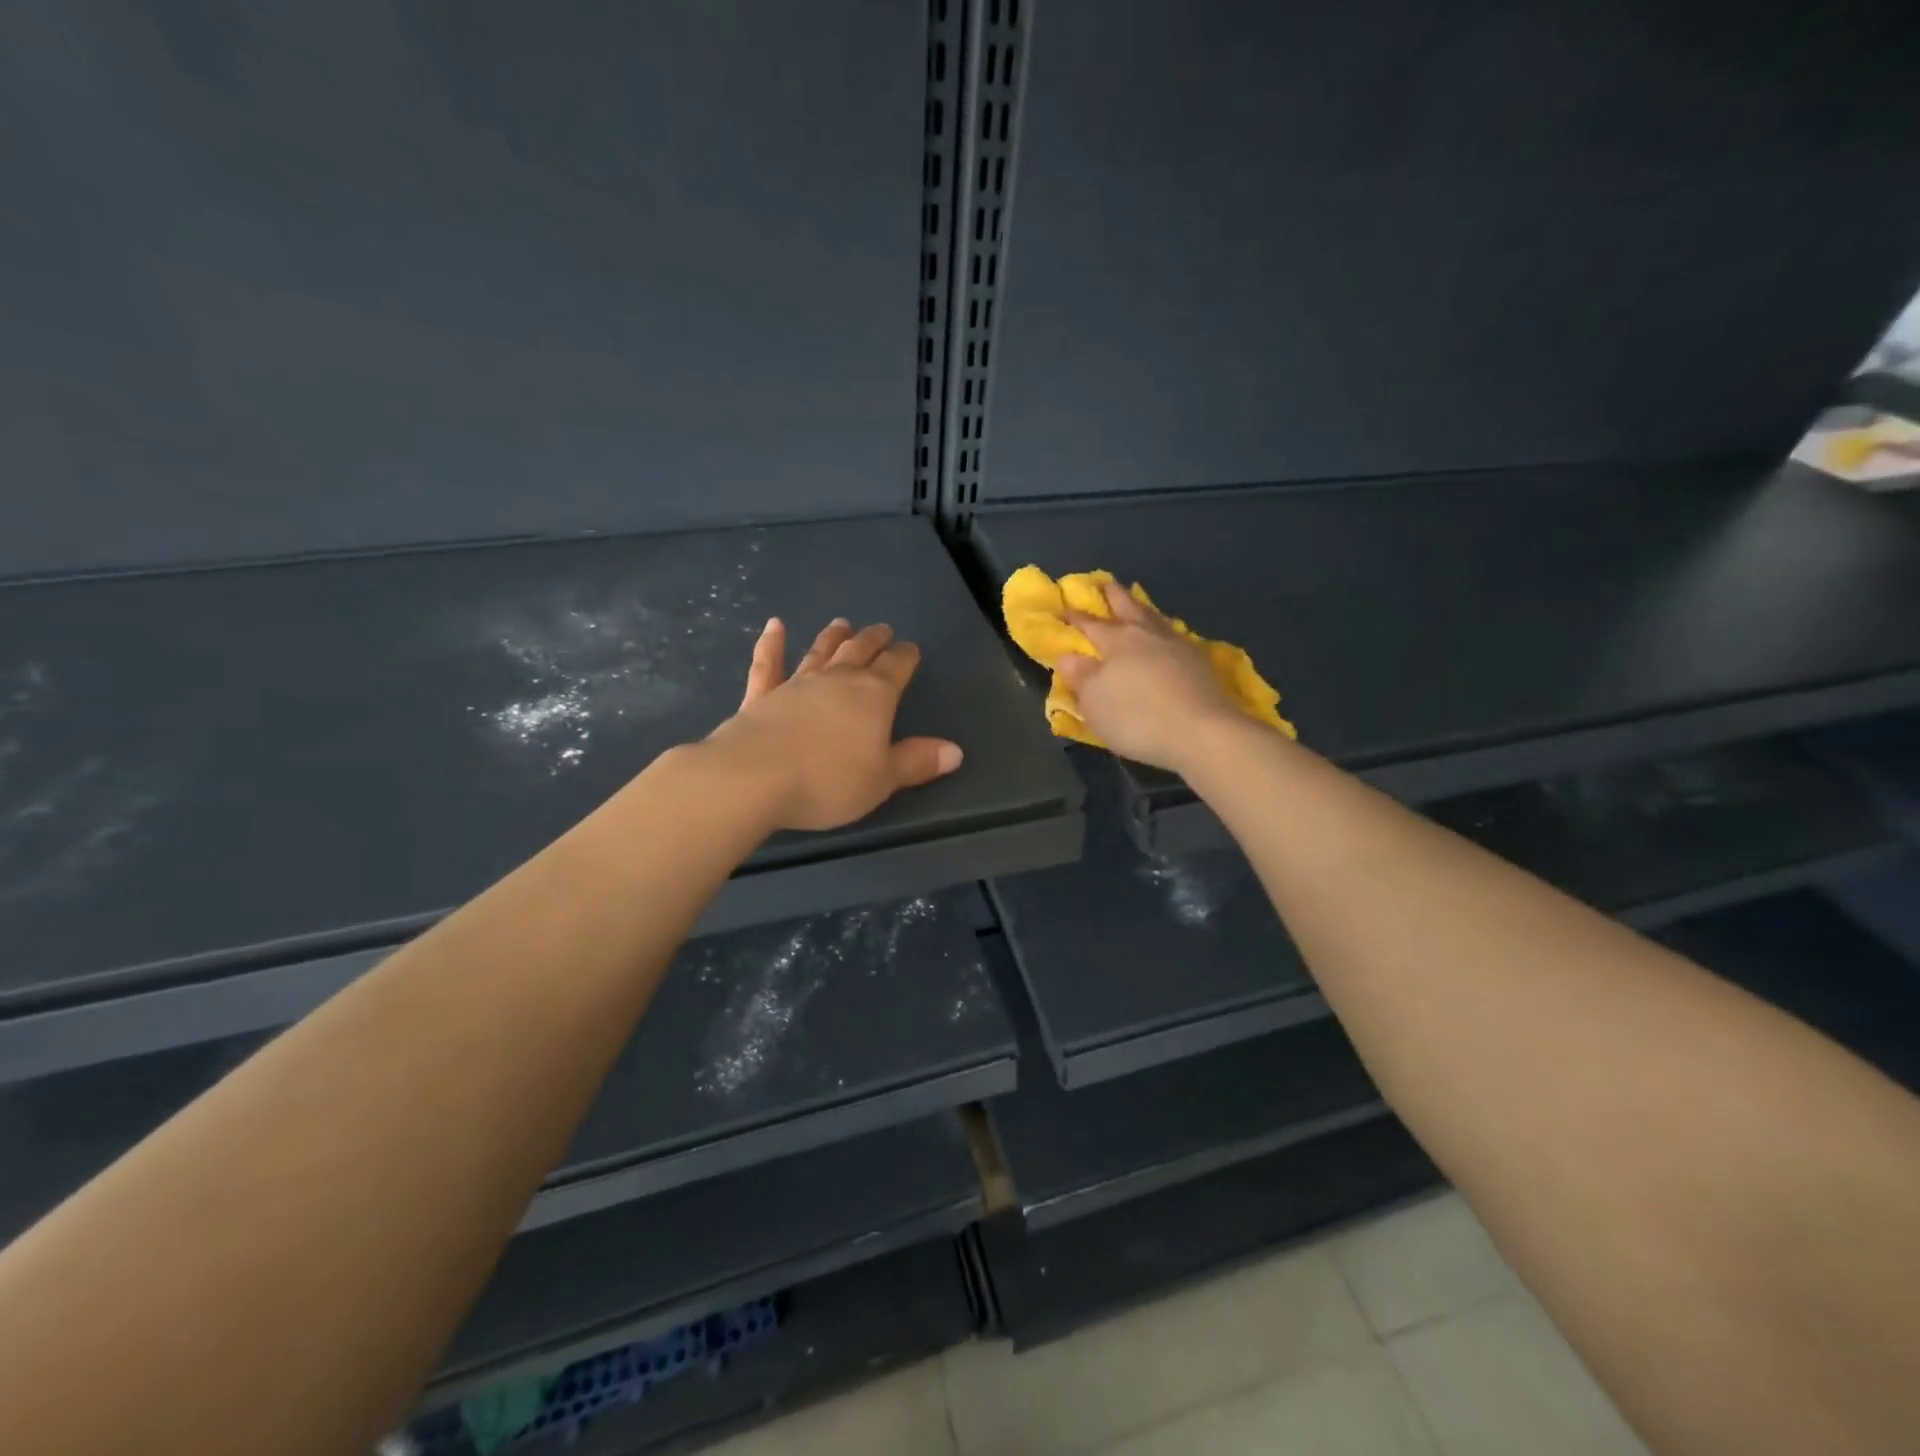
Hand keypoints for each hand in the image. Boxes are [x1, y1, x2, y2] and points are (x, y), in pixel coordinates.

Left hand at [706, 617, 963, 830]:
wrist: (753, 778)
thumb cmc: (828, 781)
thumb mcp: (882, 780)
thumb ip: (916, 762)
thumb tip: (955, 751)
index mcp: (873, 696)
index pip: (897, 667)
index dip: (906, 657)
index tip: (911, 648)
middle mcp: (837, 681)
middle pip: (860, 652)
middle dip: (874, 640)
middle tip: (882, 629)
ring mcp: (796, 684)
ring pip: (820, 652)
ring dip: (832, 637)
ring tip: (842, 623)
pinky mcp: (760, 696)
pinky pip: (768, 664)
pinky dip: (772, 644)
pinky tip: (775, 626)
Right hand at [1057, 581, 1242, 773]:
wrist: (1202, 733)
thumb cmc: (1137, 718)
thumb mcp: (1095, 702)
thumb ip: (1081, 677)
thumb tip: (1068, 655)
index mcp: (1117, 642)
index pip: (1091, 625)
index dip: (1076, 617)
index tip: (1065, 607)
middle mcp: (1147, 635)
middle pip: (1128, 608)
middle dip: (1114, 596)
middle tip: (1106, 583)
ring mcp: (1178, 645)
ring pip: (1155, 618)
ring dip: (1143, 608)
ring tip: (1138, 603)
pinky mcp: (1200, 662)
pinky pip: (1175, 635)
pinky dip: (1165, 629)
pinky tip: (1167, 635)